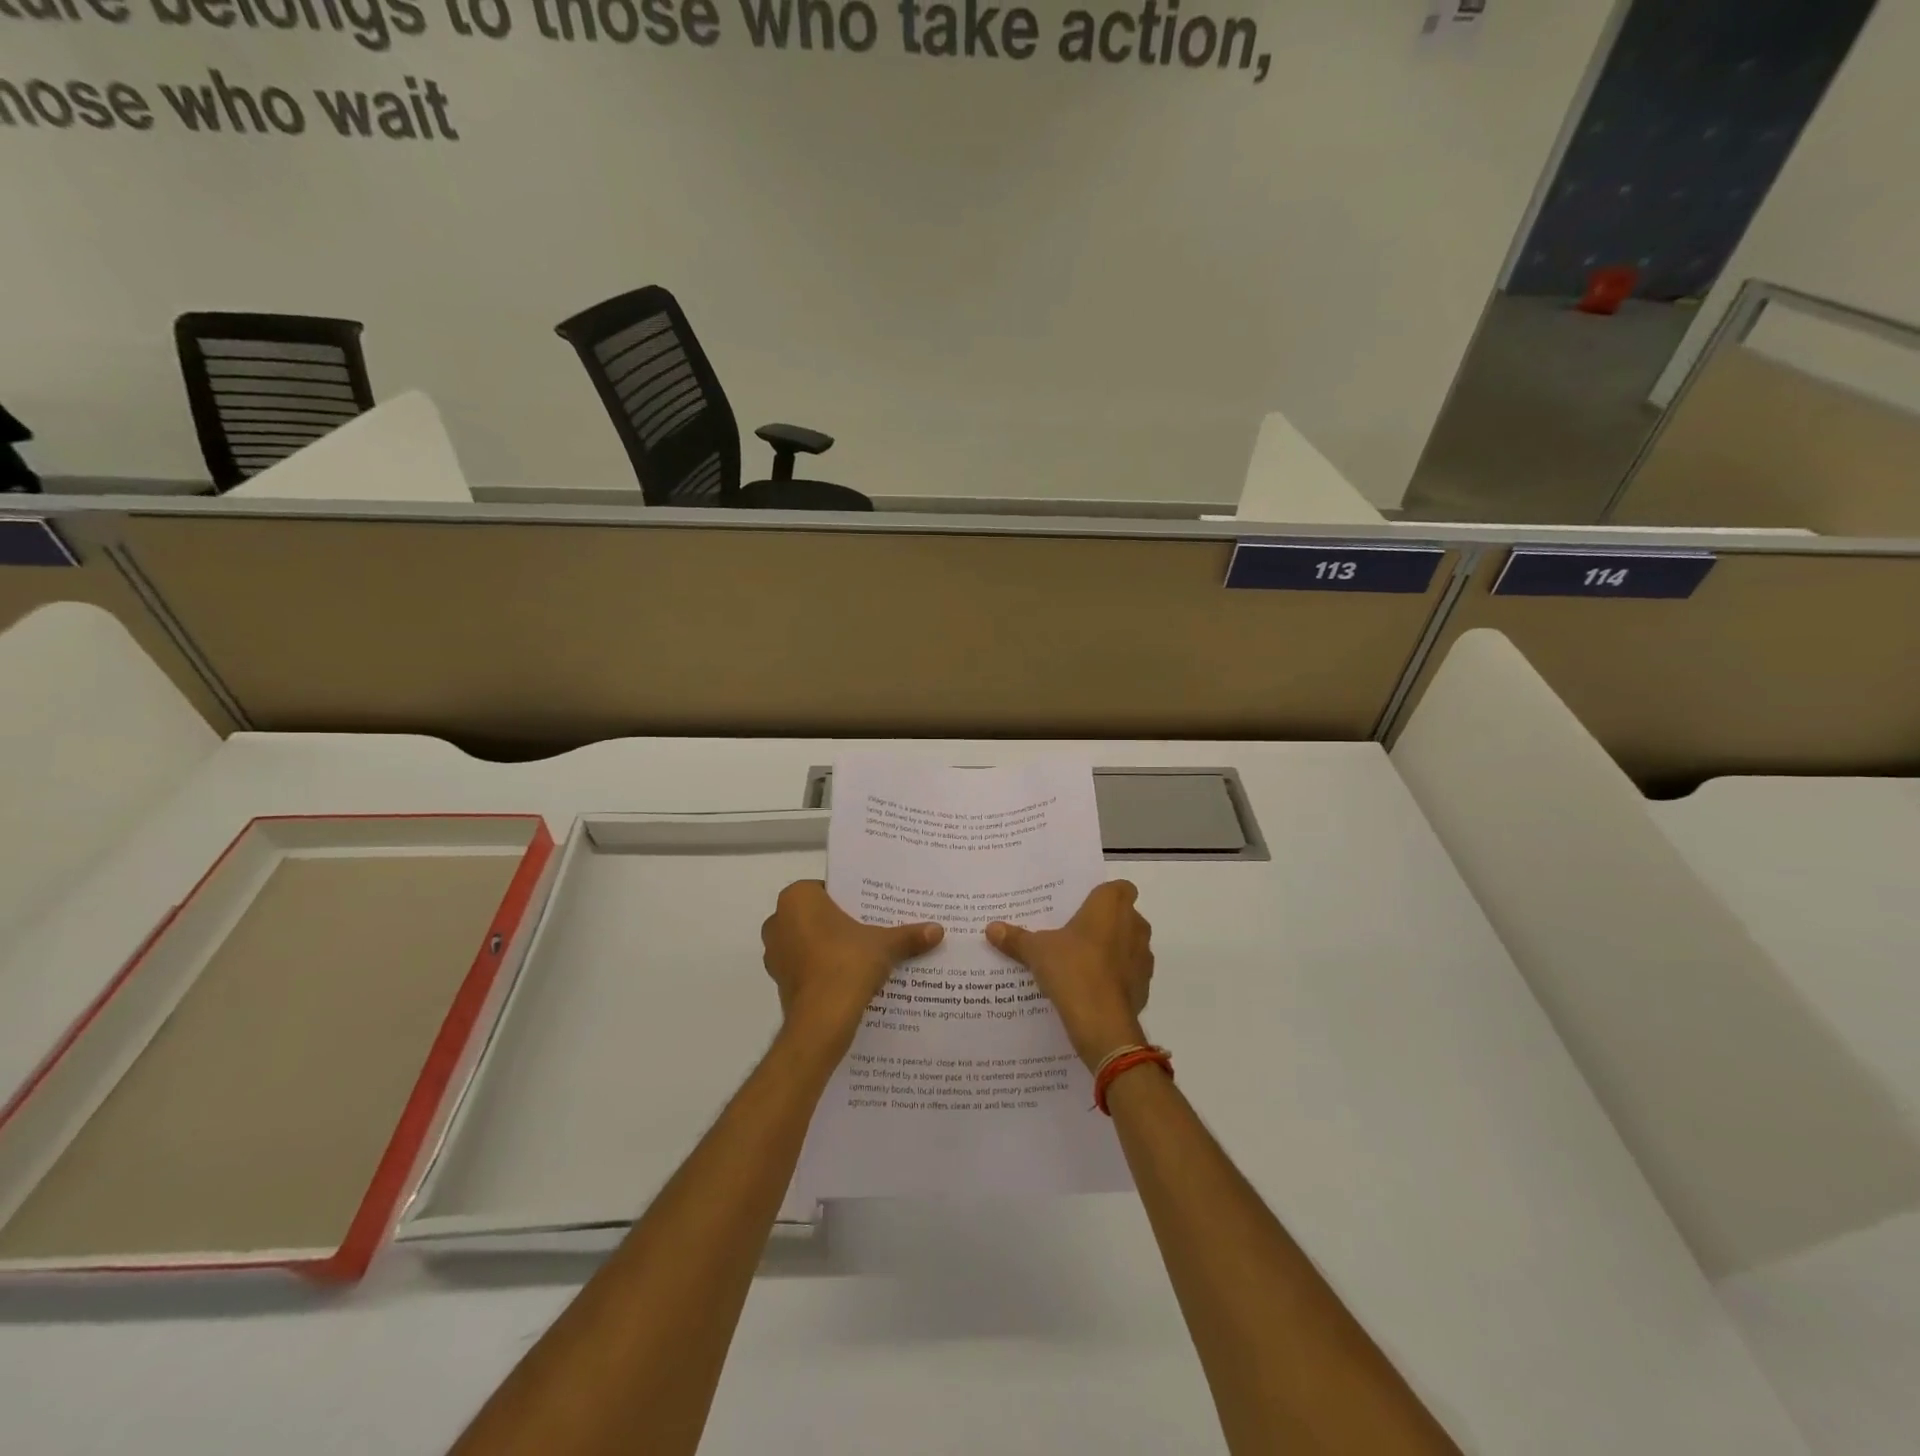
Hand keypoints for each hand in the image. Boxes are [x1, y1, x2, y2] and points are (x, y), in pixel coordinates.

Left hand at [762, 881, 941, 1056]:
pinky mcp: (779, 982)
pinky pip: (805, 967)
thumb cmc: (847, 963)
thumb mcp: (885, 944)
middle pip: (816, 916)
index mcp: (798, 899)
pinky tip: (848, 978)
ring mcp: (775, 954)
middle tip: (870, 929)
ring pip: (808, 942)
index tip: (870, 909)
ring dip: (829, 948)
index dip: (849, 899)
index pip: (826, 889)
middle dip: (839, 923)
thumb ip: (908, 935)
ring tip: (862, 955)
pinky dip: (822, 970)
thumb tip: (938, 930)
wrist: (822, 1019)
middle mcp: (778, 921)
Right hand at [987, 881, 1153, 1069]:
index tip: (1085, 906)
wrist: (1101, 1021)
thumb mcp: (1036, 950)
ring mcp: (1143, 956)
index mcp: (1111, 905)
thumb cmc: (1072, 968)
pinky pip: (1130, 973)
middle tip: (1076, 933)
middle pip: (1124, 916)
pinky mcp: (1145, 985)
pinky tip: (1093, 988)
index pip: (1121, 887)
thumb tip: (990, 928)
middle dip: (1106, 923)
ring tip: (1082, 962)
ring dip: (1113, 950)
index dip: (1105, 895)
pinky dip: (1116, 977)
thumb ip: (1016, 938)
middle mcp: (1134, 925)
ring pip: (1129, 944)